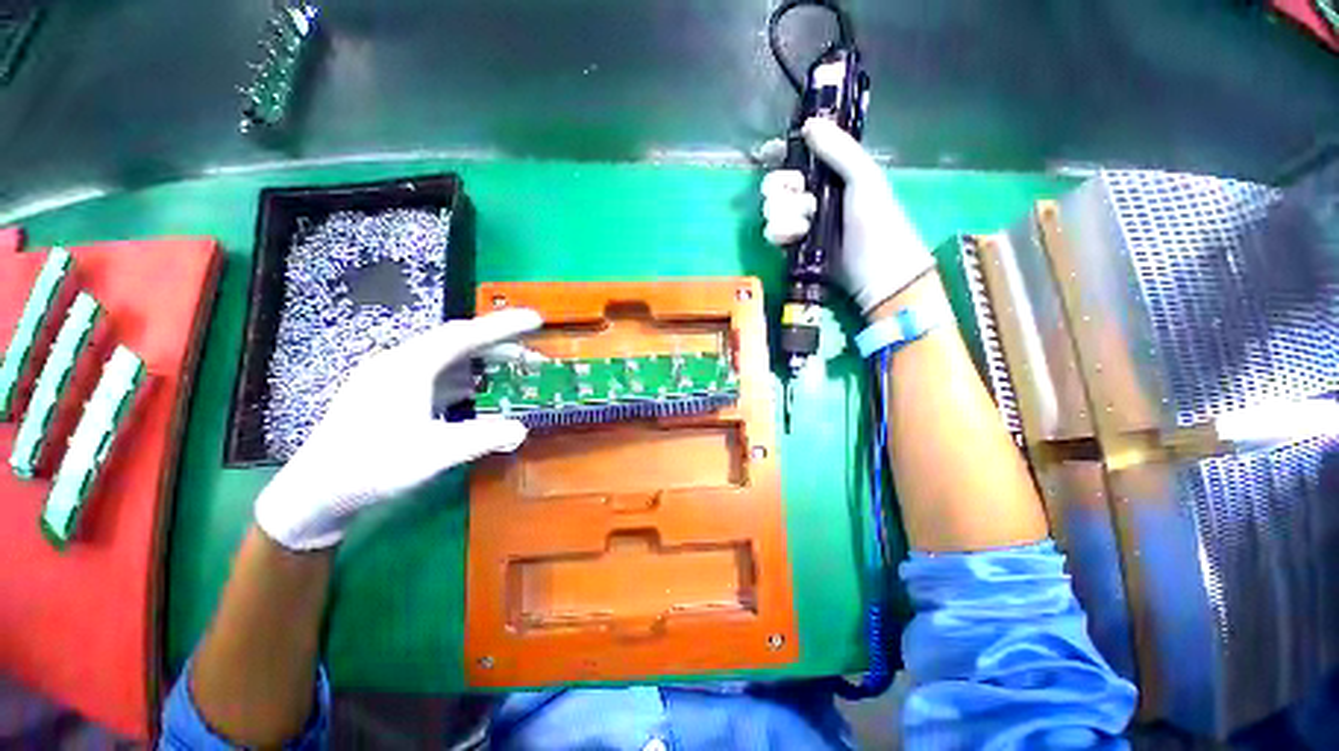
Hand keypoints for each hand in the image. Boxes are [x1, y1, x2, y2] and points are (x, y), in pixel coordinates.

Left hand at [254, 308, 542, 550]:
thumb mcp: (434, 454)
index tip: (534, 320)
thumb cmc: (372, 468)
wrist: (314, 494)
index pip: (464, 335)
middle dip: (497, 344)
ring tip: (512, 369)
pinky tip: (477, 391)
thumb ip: (483, 438)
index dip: (503, 326)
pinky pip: (437, 376)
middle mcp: (400, 364)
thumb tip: (522, 429)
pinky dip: (465, 379)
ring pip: (447, 360)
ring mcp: (392, 379)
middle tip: (531, 352)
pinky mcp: (389, 396)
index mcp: (409, 367)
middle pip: (457, 343)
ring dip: (482, 362)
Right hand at [761, 117, 933, 315]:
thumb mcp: (864, 179)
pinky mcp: (793, 246)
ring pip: (772, 209)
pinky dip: (781, 234)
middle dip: (782, 189)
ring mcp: (801, 222)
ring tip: (803, 226)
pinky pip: (773, 233)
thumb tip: (808, 123)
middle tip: (799, 197)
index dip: (782, 153)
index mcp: (831, 173)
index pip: (799, 156)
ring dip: (783, 215)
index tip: (770, 153)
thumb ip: (838, 150)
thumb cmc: (877, 222)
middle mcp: (812, 194)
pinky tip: (795, 238)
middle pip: (777, 183)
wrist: (875, 272)